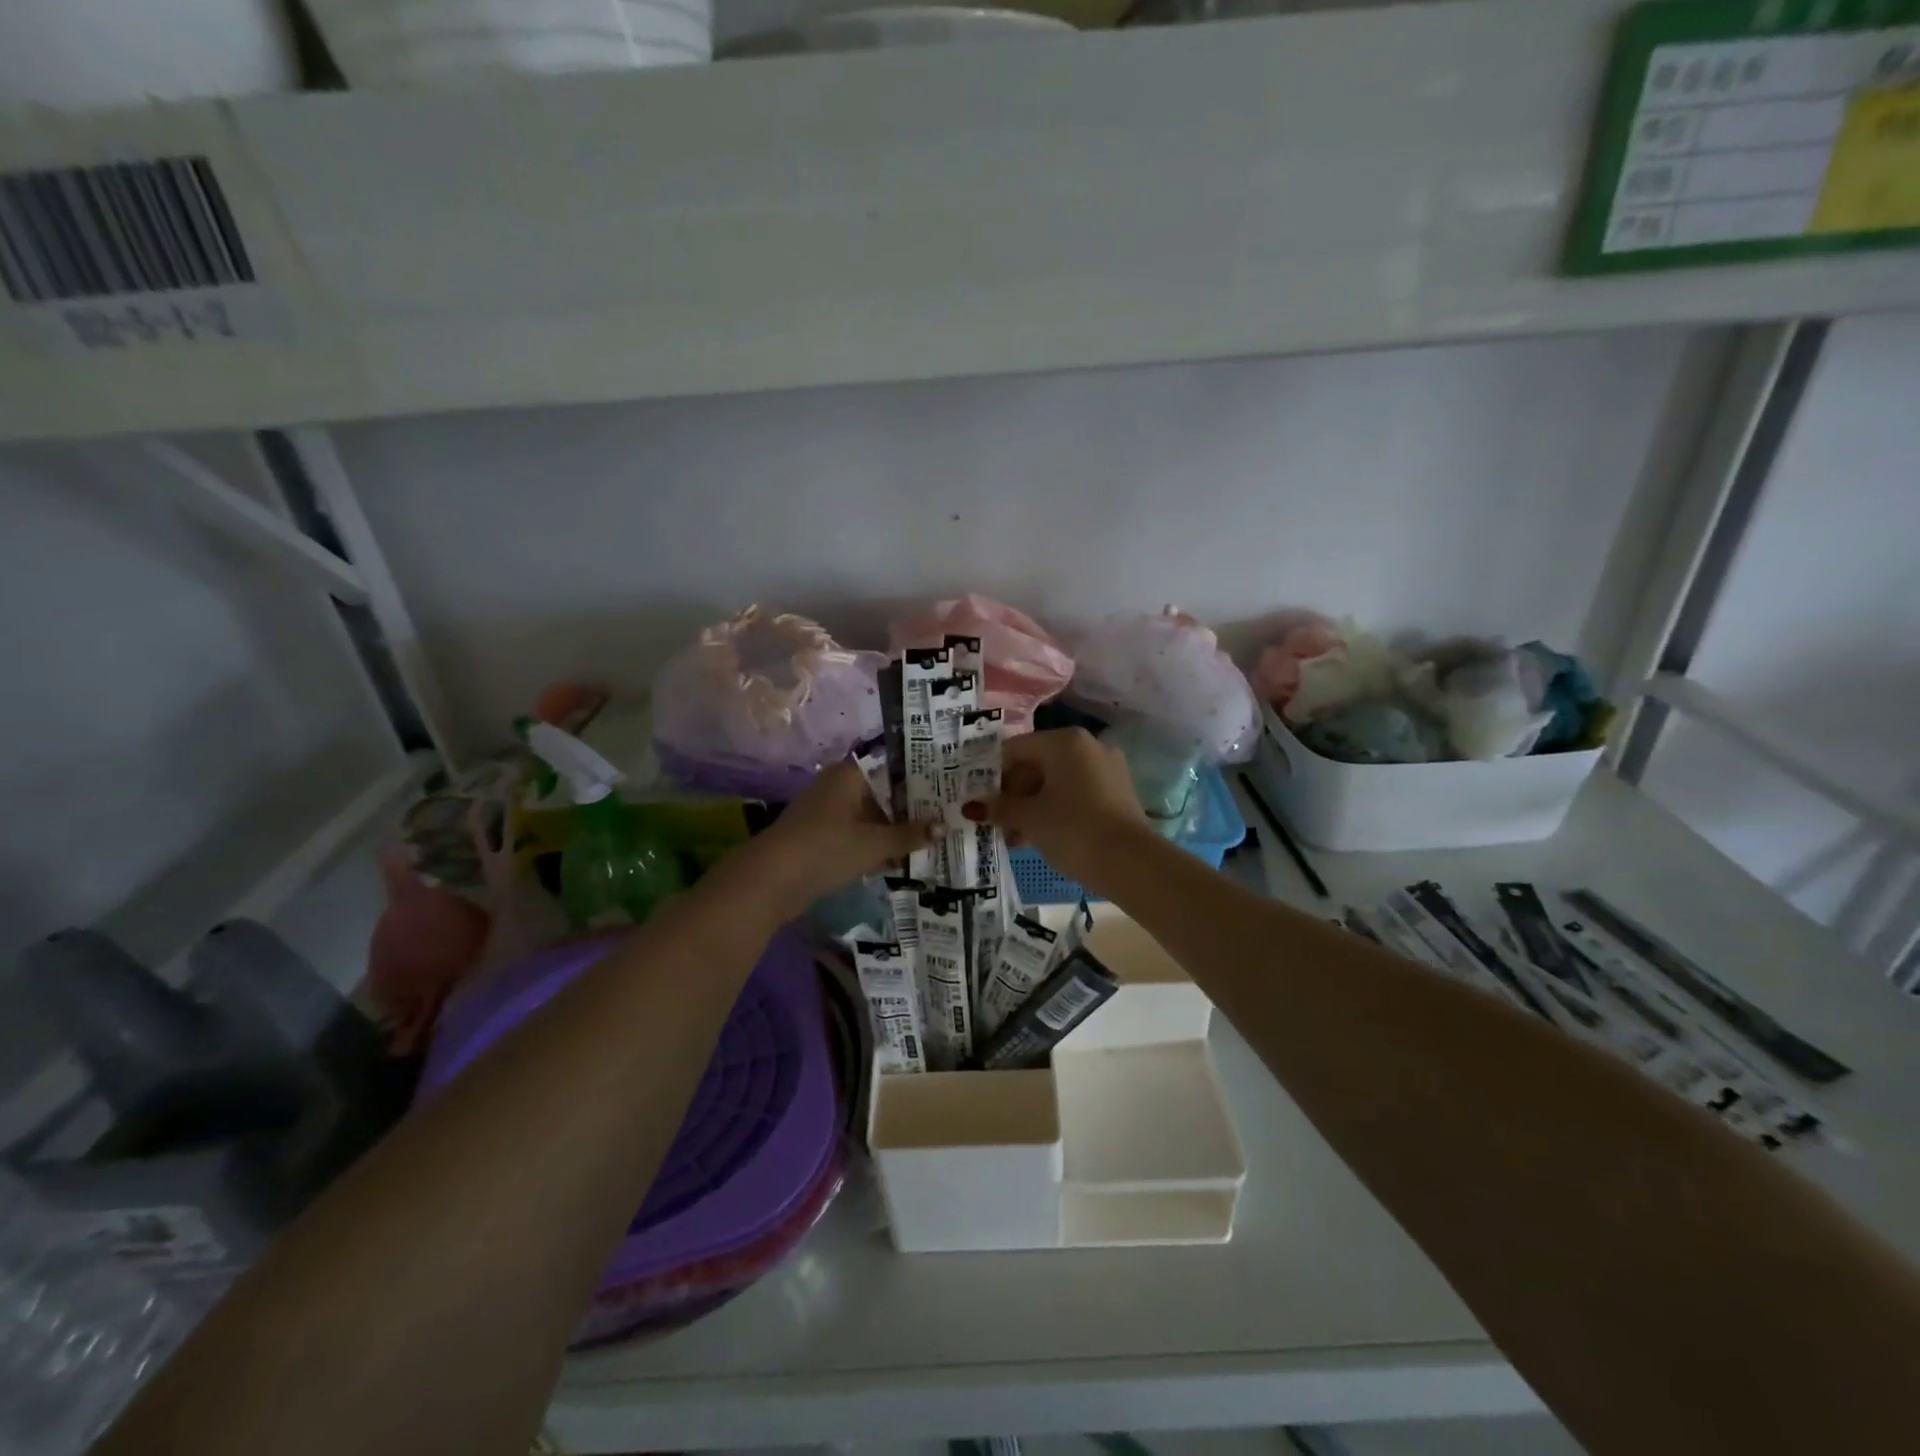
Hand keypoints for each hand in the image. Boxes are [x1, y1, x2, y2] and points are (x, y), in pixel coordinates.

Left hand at [729, 762, 936, 919]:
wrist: (770, 882)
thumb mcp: (874, 844)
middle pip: (883, 793)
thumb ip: (910, 834)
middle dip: (911, 808)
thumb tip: (945, 827)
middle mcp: (837, 787)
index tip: (948, 787)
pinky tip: (900, 860)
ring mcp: (826, 813)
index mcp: (849, 775)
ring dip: (894, 830)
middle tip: (948, 816)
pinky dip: (875, 845)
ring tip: (931, 840)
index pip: (892, 766)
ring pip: (870, 817)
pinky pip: (857, 836)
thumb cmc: (826, 849)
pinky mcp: (820, 838)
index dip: (920, 777)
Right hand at [965, 728, 1148, 893]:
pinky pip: (1075, 793)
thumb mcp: (1029, 819)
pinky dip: (1055, 809)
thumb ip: (999, 808)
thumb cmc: (1072, 830)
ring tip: (1012, 836)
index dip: (991, 774)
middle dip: (1012, 794)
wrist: (1131, 863)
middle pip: (1036, 764)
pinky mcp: (1117, 792)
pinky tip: (1038, 836)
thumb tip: (972, 806)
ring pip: (1056, 781)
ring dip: (1031, 805)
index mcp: (1064, 741)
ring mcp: (1106, 768)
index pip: (1015, 749)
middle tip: (994, 821)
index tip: (976, 798)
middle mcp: (1088, 746)